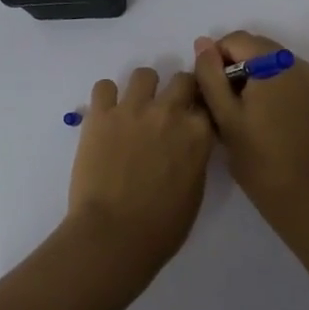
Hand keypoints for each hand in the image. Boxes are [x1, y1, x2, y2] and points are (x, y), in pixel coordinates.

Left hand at [65, 67, 214, 276]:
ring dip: (143, 89)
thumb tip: (187, 145)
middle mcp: (169, 112)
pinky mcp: (101, 115)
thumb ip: (195, 157)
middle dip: (178, 91)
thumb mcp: (195, 190)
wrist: (113, 235)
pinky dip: (107, 97)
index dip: (200, 110)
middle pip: (182, 79)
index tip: (194, 118)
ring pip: (144, 74)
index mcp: (198, 134)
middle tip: (166, 111)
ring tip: (134, 109)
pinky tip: (106, 115)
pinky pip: (104, 86)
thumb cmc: (161, 227)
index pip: (207, 103)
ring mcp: (133, 109)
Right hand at [193, 31, 308, 226]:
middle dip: (232, 67)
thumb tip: (202, 43)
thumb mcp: (226, 117)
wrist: (308, 198)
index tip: (208, 92)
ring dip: (249, 78)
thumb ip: (210, 76)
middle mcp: (296, 63)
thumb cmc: (260, 160)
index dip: (214, 59)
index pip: (235, 39)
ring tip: (239, 114)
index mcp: (274, 64)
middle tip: (220, 105)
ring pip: (269, 63)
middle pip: (254, 48)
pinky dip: (267, 87)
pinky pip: (284, 78)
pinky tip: (260, 119)